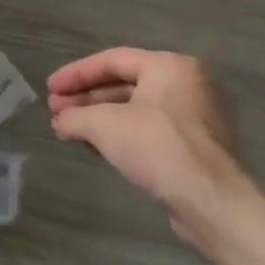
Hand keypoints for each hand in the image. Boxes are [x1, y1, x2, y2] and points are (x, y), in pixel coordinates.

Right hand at [47, 48, 264, 264]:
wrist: (214, 204)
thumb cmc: (158, 148)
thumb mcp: (103, 125)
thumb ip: (74, 116)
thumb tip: (60, 122)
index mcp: (170, 67)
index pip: (112, 60)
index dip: (75, 74)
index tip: (49, 89)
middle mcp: (187, 85)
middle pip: (123, 83)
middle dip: (86, 98)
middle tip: (56, 111)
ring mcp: (195, 117)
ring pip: (134, 109)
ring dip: (98, 118)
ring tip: (68, 129)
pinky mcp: (196, 147)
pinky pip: (148, 130)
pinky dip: (119, 134)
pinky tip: (94, 146)